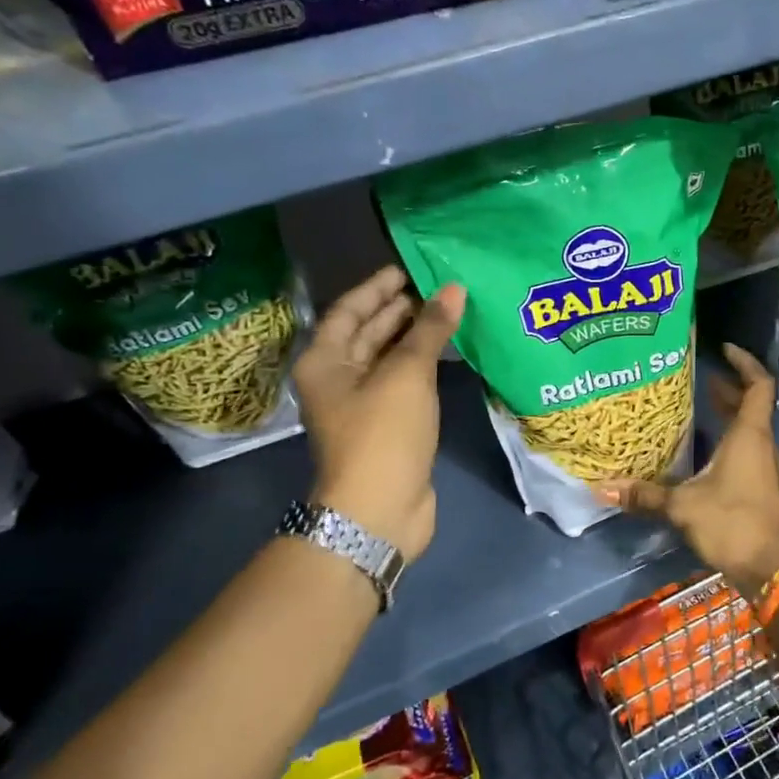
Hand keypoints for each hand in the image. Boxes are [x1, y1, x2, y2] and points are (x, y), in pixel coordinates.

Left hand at [293, 265, 464, 561]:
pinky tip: (449, 353)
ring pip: (388, 358)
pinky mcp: (387, 425)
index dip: (377, 287)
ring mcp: (362, 405)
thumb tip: (453, 289)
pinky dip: (423, 365)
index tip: (409, 269)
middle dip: (401, 310)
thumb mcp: (406, 374)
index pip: (349, 310)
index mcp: (325, 361)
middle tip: (439, 288)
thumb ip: (429, 329)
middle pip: (367, 333)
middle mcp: (338, 379)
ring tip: (450, 312)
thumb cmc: (383, 433)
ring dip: (415, 337)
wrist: (380, 509)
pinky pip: (404, 382)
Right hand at [594, 344, 778, 599]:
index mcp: (749, 435)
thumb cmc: (731, 521)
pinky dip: (727, 437)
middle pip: (752, 404)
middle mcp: (759, 444)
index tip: (724, 349)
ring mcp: (761, 466)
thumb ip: (645, 495)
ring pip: (748, 427)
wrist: (768, 566)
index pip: (757, 385)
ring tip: (699, 404)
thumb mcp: (682, 505)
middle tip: (701, 377)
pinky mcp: (757, 485)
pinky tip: (702, 448)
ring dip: (728, 413)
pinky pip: (744, 448)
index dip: (744, 363)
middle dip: (729, 388)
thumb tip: (602, 488)